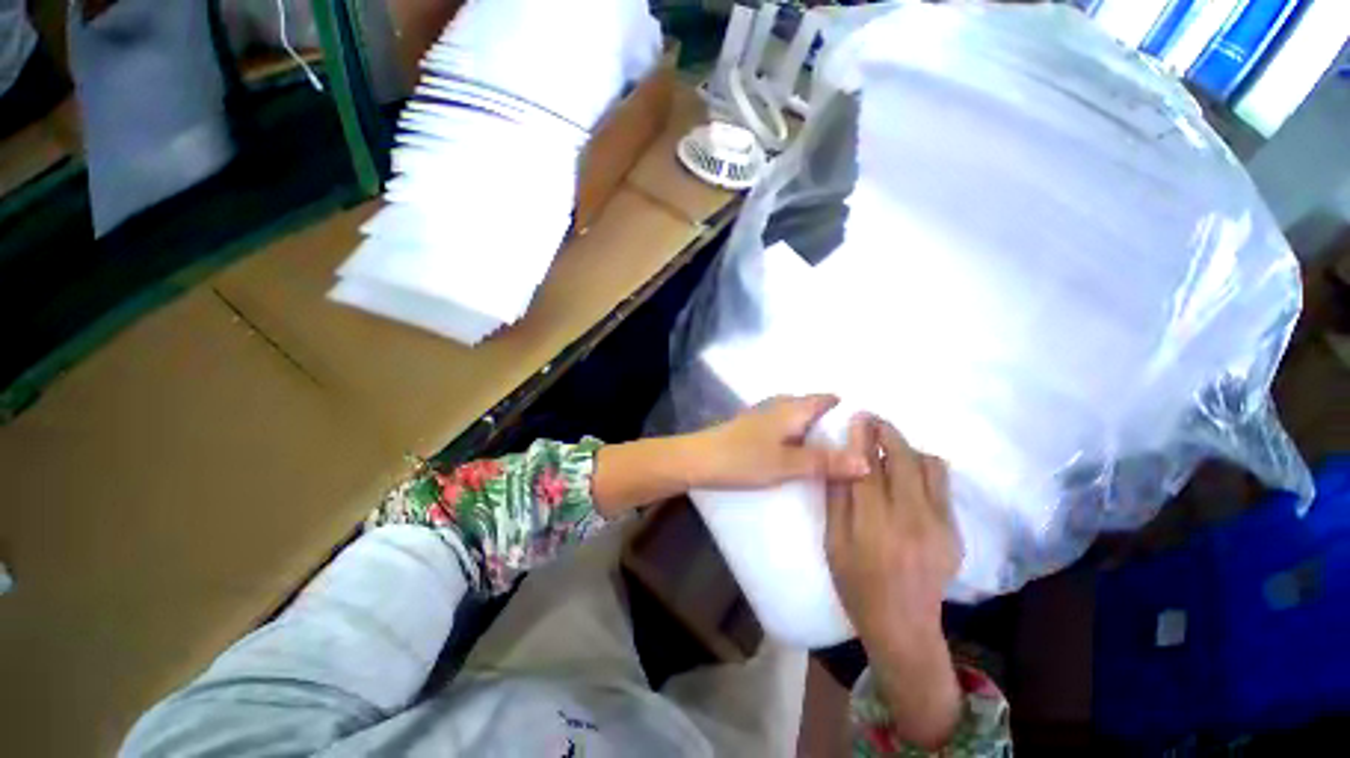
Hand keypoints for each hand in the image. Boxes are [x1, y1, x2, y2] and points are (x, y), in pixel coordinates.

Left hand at [686, 395, 870, 489]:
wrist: (700, 459)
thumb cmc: (744, 458)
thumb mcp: (789, 464)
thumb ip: (825, 462)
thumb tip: (868, 461)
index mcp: (793, 407)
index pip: (828, 399)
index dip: (849, 411)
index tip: (868, 431)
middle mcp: (780, 405)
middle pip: (814, 407)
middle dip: (833, 424)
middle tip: (854, 448)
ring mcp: (764, 414)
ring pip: (798, 417)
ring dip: (814, 431)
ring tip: (831, 454)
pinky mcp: (753, 426)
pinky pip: (785, 426)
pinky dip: (797, 436)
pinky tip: (798, 454)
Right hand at [825, 414, 962, 749]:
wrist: (903, 624)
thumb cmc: (856, 583)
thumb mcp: (833, 541)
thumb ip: (837, 498)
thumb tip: (839, 459)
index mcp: (875, 526)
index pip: (868, 468)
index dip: (863, 438)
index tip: (859, 417)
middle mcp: (912, 520)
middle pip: (904, 459)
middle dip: (888, 433)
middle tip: (873, 422)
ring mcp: (941, 526)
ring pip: (930, 466)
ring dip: (908, 449)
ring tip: (889, 450)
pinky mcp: (955, 532)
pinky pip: (941, 485)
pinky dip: (922, 470)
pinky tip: (905, 477)